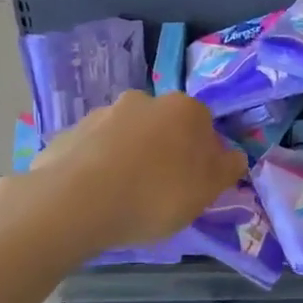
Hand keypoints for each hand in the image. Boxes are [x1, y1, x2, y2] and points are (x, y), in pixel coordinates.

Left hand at [30, 91, 244, 251]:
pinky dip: (97, 166)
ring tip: (123, 197)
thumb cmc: (153, 195)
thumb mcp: (205, 192)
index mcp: (183, 109)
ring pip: (127, 136)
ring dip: (129, 157)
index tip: (195, 183)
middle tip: (160, 190)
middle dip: (165, 151)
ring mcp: (102, 114)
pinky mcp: (69, 133)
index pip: (204, 124)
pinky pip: (93, 150)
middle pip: (163, 126)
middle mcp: (143, 100)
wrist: (74, 202)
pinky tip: (94, 197)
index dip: (203, 155)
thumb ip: (225, 169)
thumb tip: (234, 155)